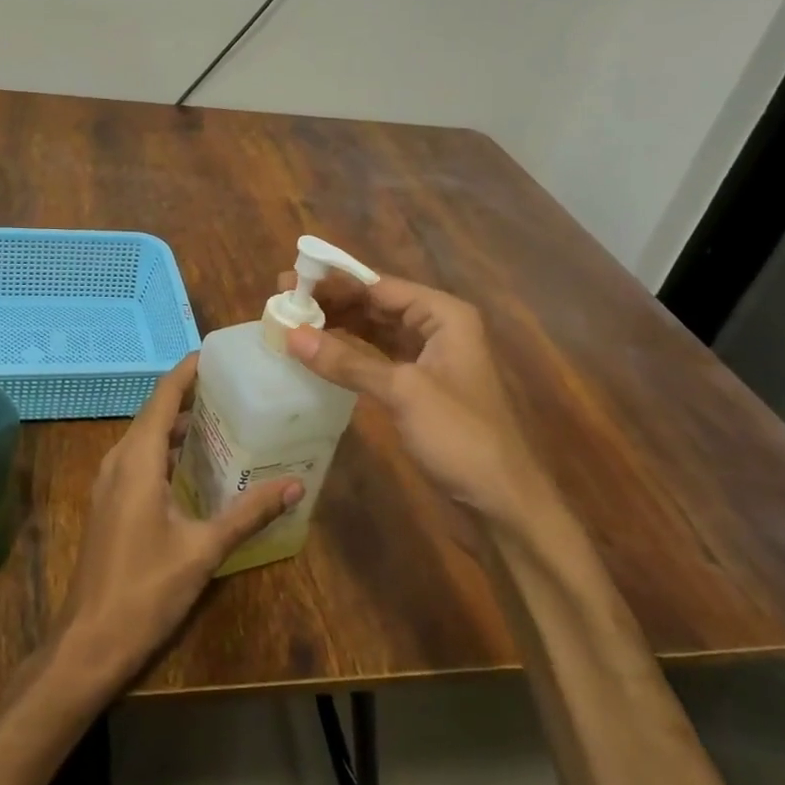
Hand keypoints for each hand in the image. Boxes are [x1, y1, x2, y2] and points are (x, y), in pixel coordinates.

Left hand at [55, 354, 299, 684]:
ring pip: (145, 438)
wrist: (89, 642)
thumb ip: (248, 514)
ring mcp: (109, 483)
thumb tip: (294, 485)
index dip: (187, 371)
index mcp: (137, 460)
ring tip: (222, 421)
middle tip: (233, 389)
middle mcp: (118, 461)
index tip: (217, 355)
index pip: (163, 397)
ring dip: (178, 425)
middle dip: (189, 397)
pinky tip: (195, 466)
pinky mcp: (109, 503)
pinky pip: (139, 460)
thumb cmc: (146, 590)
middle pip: (154, 413)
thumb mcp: (203, 550)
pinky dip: (166, 451)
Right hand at [281, 269, 530, 517]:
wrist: (501, 503)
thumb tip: (290, 334)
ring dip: (336, 326)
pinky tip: (318, 354)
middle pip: (375, 304)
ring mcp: (428, 358)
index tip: (288, 281)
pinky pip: (376, 357)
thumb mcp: (402, 392)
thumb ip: (346, 362)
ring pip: (373, 330)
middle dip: (330, 302)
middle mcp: (437, 327)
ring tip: (292, 323)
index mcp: (443, 315)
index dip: (332, 283)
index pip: (378, 285)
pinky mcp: (418, 386)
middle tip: (282, 302)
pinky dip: (348, 354)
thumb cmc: (460, 437)